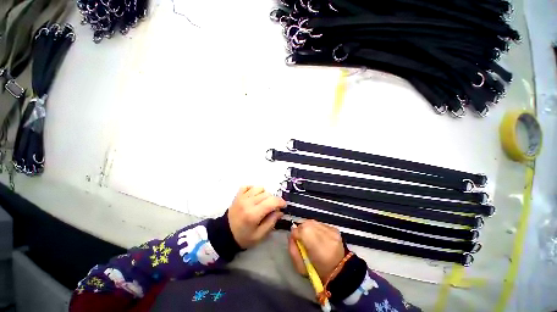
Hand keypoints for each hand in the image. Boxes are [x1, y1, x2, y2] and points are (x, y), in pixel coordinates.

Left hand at [228, 186, 285, 248]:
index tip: (284, 205)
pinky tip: (254, 197)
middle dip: (273, 200)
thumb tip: (280, 211)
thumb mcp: (259, 235)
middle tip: (272, 208)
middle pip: (267, 194)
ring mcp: (242, 197)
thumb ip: (271, 222)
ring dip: (264, 194)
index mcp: (253, 214)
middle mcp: (248, 202)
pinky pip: (248, 186)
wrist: (224, 234)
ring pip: (259, 188)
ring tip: (263, 202)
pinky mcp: (238, 195)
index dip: (280, 202)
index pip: (271, 201)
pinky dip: (253, 189)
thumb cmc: (243, 237)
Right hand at [288, 220, 345, 280]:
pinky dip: (317, 228)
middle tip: (302, 238)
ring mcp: (330, 230)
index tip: (295, 240)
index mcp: (314, 244)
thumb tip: (290, 235)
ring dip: (309, 227)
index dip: (295, 234)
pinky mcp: (335, 229)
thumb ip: (292, 249)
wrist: (339, 272)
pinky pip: (321, 224)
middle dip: (301, 229)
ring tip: (310, 237)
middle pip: (306, 223)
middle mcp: (323, 233)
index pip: (299, 230)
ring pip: (313, 222)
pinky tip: (319, 237)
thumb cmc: (318, 272)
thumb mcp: (300, 266)